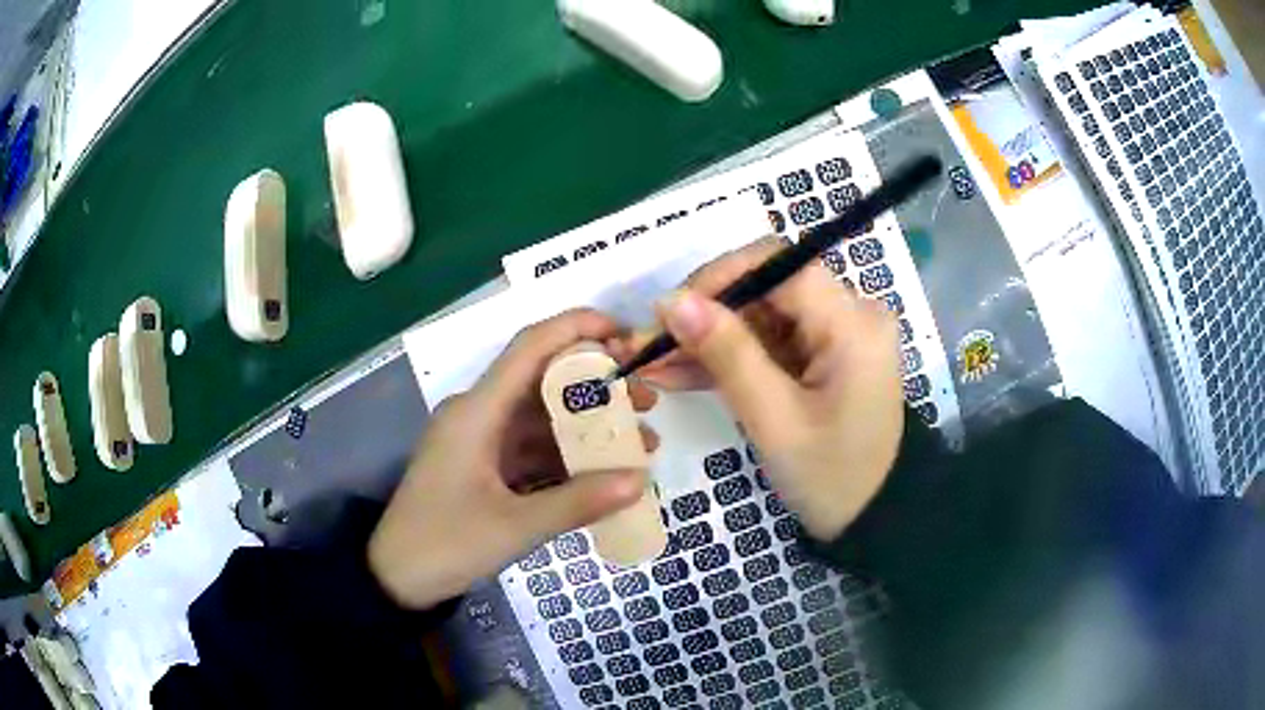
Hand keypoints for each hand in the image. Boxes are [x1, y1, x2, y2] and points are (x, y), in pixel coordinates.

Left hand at [369, 309, 658, 608]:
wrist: (396, 578)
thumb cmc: (445, 545)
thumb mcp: (515, 527)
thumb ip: (578, 503)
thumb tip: (641, 479)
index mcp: (476, 411)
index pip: (530, 347)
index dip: (578, 329)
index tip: (628, 335)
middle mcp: (478, 414)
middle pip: (543, 381)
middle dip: (597, 385)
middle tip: (647, 400)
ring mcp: (480, 441)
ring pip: (542, 418)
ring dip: (587, 425)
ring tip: (640, 441)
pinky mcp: (484, 466)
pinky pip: (532, 449)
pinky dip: (567, 456)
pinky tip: (604, 471)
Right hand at [609, 237, 904, 539]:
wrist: (871, 517)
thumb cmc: (831, 477)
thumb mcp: (775, 421)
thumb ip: (727, 354)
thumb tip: (671, 300)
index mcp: (853, 323)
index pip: (779, 265)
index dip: (719, 278)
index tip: (670, 312)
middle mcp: (851, 314)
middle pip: (767, 289)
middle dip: (706, 315)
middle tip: (651, 346)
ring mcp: (838, 334)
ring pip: (761, 316)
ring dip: (709, 339)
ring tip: (654, 365)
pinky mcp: (824, 355)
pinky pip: (770, 342)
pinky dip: (730, 358)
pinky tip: (681, 373)